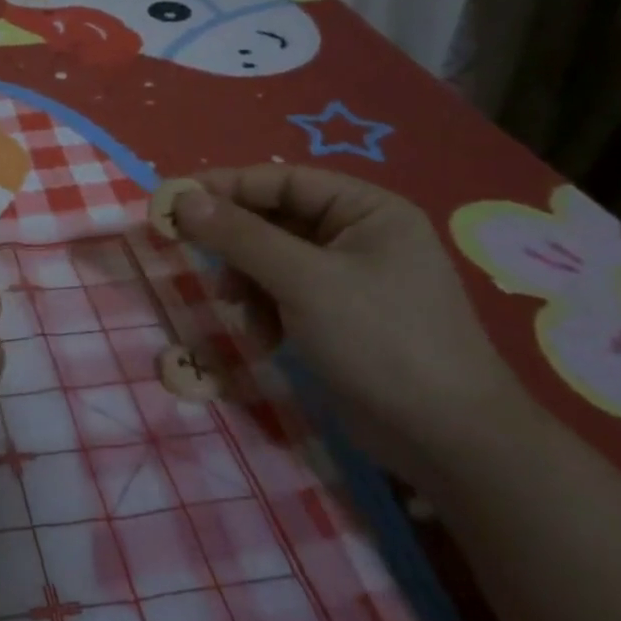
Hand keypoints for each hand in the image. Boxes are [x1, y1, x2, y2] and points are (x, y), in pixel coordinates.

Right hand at [172, 166, 529, 488]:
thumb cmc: (380, 340)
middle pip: (274, 220)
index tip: (174, 201)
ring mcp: (349, 279)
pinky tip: (264, 337)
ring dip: (247, 282)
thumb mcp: (303, 280)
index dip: (226, 187)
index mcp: (367, 210)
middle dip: (236, 244)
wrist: (447, 440)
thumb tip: (182, 199)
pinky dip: (265, 309)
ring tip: (238, 310)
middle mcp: (359, 236)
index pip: (282, 180)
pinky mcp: (338, 317)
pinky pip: (284, 294)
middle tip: (191, 254)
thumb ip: (240, 236)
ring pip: (272, 260)